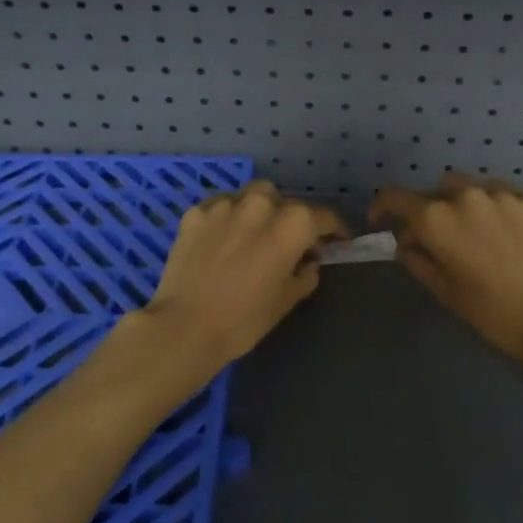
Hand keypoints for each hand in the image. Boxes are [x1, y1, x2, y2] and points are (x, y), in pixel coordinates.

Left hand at [137, 180, 347, 374]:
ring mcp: (225, 204)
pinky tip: (222, 239)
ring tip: (252, 235)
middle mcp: (261, 203)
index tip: (336, 241)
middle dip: (290, 218)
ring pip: (251, 196)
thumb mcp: (287, 299)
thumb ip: (306, 273)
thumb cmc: (245, 318)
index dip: (334, 230)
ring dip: (258, 212)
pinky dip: (227, 218)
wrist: (185, 326)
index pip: (323, 217)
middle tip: (287, 242)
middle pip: (285, 201)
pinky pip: (220, 207)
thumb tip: (309, 260)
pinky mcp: (196, 212)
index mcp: (292, 223)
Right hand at [370, 171, 522, 374]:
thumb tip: (407, 242)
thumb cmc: (490, 311)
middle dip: (429, 208)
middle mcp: (464, 195)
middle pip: (435, 189)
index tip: (380, 221)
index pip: (395, 197)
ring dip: (461, 203)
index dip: (381, 207)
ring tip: (472, 231)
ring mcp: (500, 194)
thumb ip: (417, 259)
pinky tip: (503, 232)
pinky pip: (500, 194)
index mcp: (435, 218)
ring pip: (469, 187)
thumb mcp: (443, 290)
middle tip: (436, 237)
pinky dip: (492, 207)